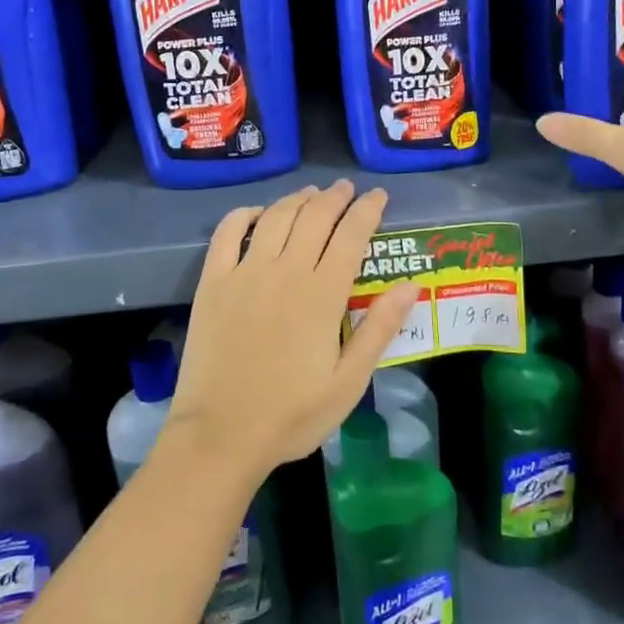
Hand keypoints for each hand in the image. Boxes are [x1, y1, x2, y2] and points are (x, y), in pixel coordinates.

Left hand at [169, 179, 419, 480]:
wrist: (220, 435)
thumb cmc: (292, 414)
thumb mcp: (349, 382)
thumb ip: (379, 329)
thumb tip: (411, 285)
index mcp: (323, 294)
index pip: (351, 235)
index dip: (367, 210)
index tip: (378, 196)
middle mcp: (286, 271)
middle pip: (315, 216)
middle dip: (335, 197)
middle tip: (347, 189)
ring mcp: (245, 272)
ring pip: (276, 217)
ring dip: (298, 199)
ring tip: (312, 193)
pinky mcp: (213, 281)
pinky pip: (228, 232)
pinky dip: (245, 214)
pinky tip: (258, 213)